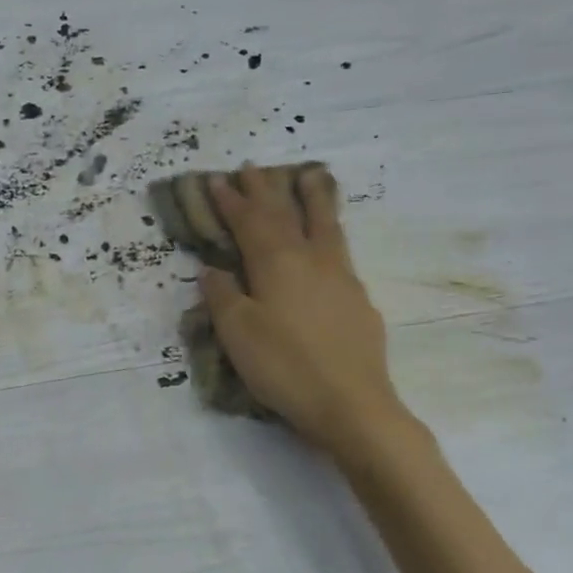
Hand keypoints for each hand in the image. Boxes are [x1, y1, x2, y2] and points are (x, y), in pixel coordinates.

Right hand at [199, 165, 414, 460]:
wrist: (351, 404)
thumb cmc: (285, 367)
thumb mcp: (237, 333)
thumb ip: (223, 296)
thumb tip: (213, 268)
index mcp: (277, 263)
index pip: (250, 222)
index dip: (232, 201)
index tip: (218, 180)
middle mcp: (311, 259)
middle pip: (287, 214)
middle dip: (267, 190)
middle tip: (255, 167)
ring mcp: (341, 277)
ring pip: (325, 225)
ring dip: (312, 198)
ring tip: (310, 175)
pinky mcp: (359, 300)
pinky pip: (340, 252)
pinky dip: (329, 234)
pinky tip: (328, 244)